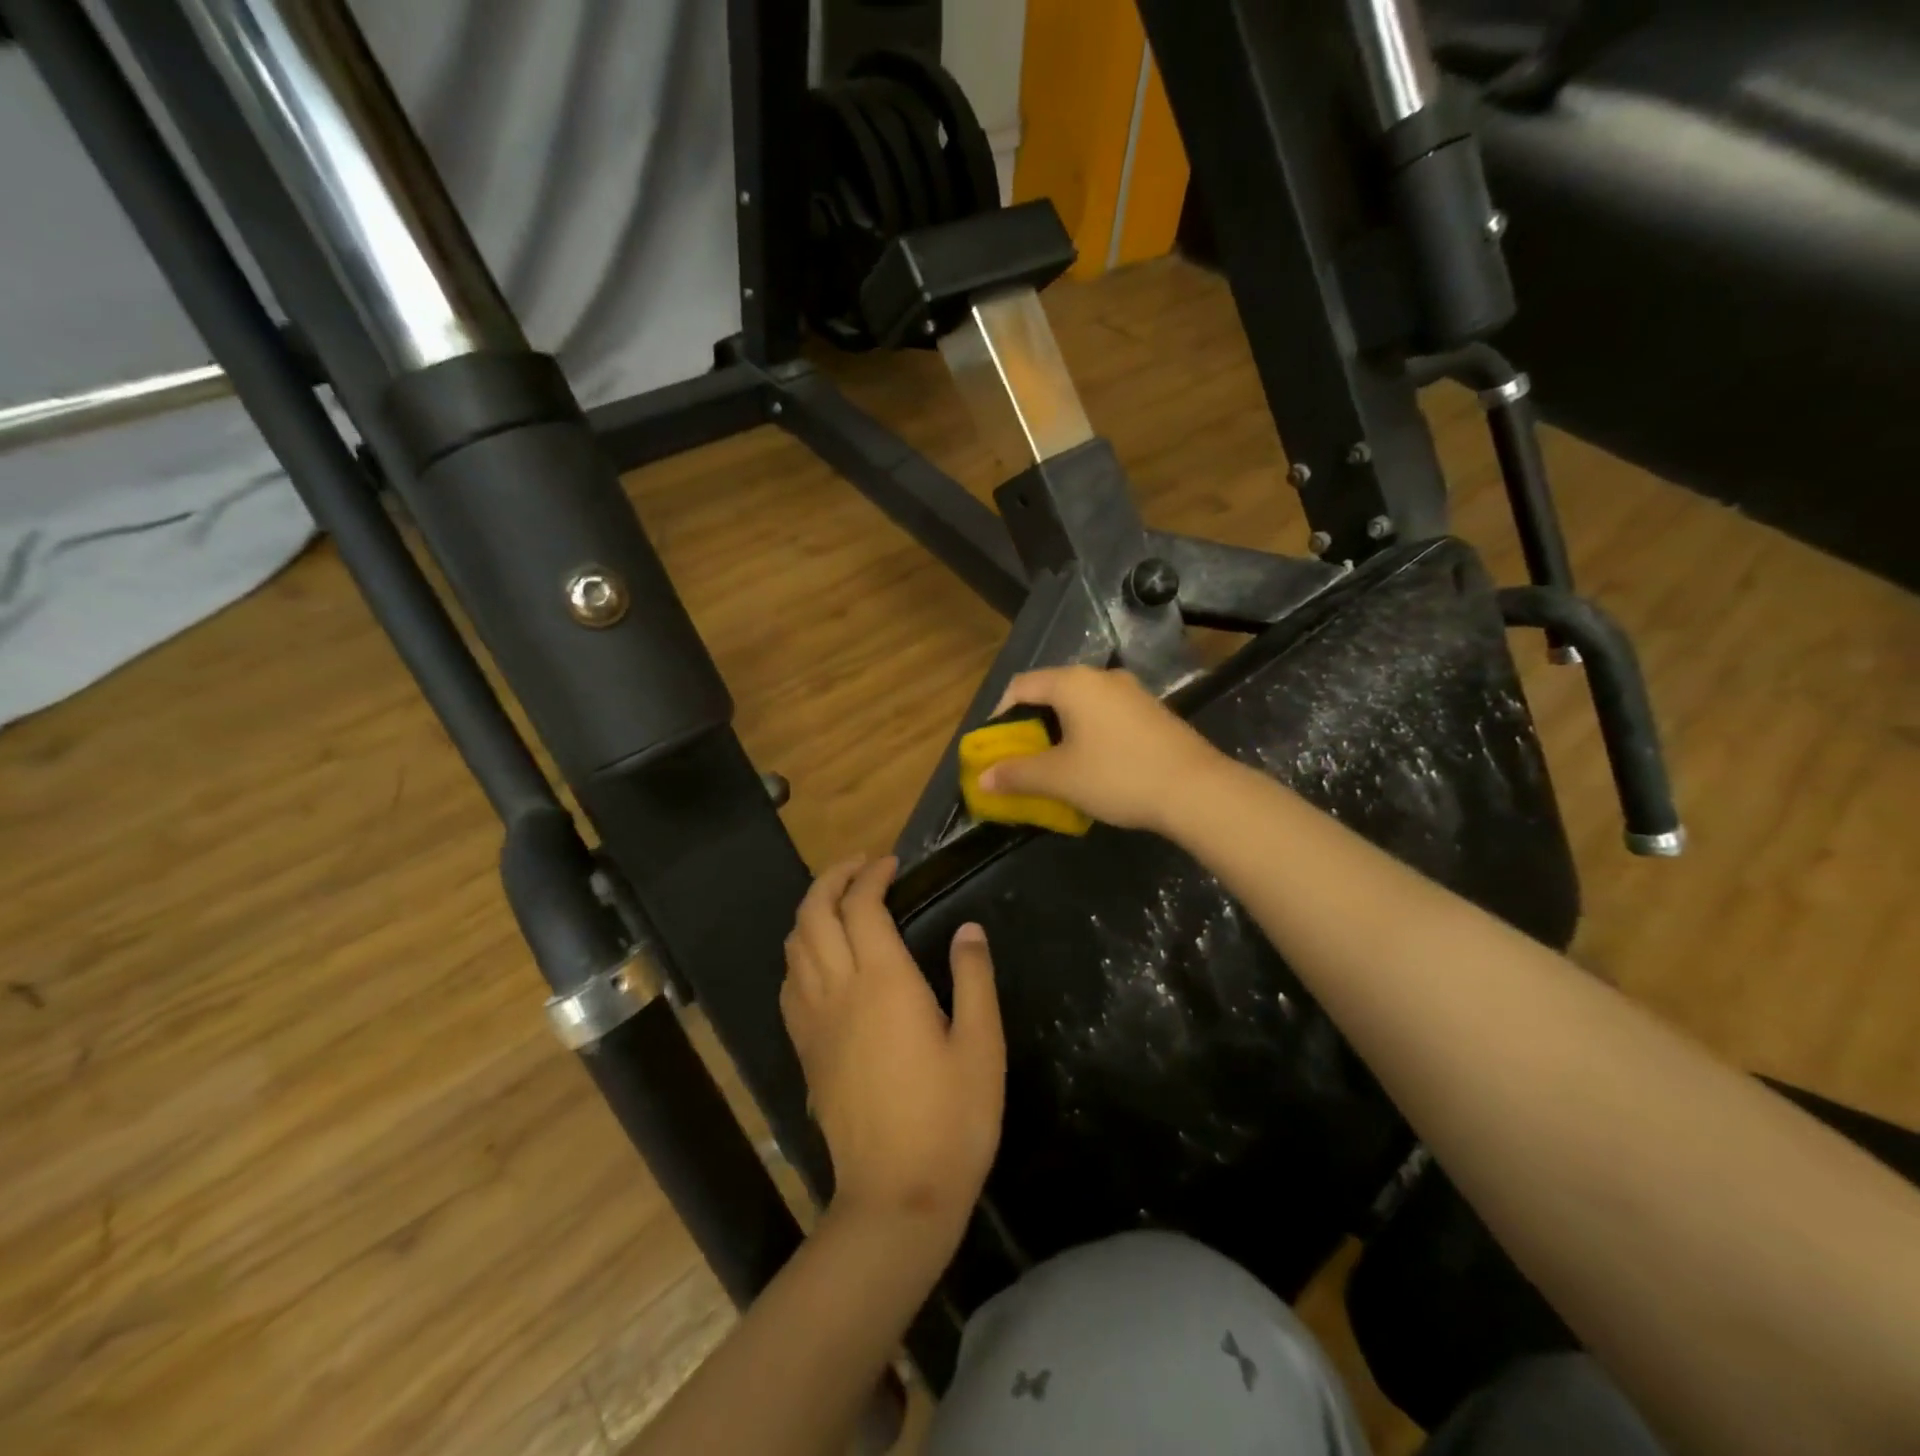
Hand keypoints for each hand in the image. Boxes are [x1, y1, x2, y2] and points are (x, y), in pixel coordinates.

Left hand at [781, 857, 1004, 1241]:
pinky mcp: (805, 1050)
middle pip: (814, 914)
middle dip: (832, 879)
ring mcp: (814, 1021)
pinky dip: (800, 952)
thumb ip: (973, 979)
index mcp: (883, 982)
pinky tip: (821, 960)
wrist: (896, 1197)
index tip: (892, 863)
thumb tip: (969, 930)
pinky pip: (790, 983)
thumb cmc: (950, 1119)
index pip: (862, 906)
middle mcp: (839, 990)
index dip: (873, 875)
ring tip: (840, 903)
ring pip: (794, 946)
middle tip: (860, 867)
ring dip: (811, 911)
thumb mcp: (981, 1045)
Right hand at [979, 666, 1224, 833]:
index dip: (1000, 714)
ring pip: (1081, 705)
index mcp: (1074, 683)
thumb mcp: (1060, 778)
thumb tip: (983, 778)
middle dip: (1031, 725)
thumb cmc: (1118, 775)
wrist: (1196, 790)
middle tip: (1022, 758)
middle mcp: (1102, 677)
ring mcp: (1131, 692)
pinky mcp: (1151, 711)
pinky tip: (1093, 764)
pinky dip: (1088, 734)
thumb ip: (1017, 774)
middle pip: (1051, 692)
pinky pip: (1106, 715)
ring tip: (1054, 764)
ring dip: (1060, 731)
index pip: (1022, 685)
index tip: (995, 746)